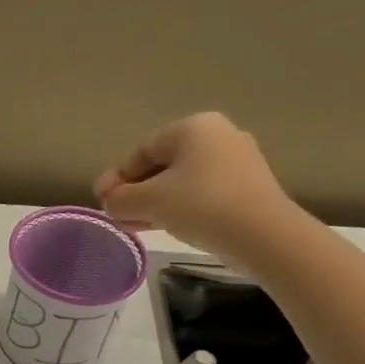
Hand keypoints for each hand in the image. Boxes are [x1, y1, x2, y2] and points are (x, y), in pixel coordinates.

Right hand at [93, 111, 305, 272]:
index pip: (142, 151)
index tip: (101, 201)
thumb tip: (110, 202)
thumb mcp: (148, 201)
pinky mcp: (249, 187)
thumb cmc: (200, 206)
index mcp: (193, 127)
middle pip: (162, 165)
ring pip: (181, 181)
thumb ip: (119, 199)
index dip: (116, 177)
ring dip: (154, 202)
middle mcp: (218, 135)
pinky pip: (202, 192)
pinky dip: (179, 207)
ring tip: (135, 225)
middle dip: (135, 191)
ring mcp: (238, 161)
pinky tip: (164, 226)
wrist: (264, 236)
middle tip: (116, 214)